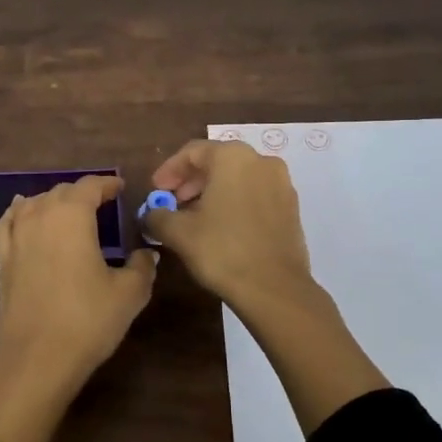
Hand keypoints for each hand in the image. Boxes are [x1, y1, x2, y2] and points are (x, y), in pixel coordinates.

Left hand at [0, 175, 157, 441]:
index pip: (90, 186)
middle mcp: (40, 216)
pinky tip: (23, 215)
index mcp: (72, 215)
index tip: (120, 188)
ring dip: (53, 201)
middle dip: (82, 193)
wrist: (38, 357)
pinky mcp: (2, 259)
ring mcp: (16, 236)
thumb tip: (147, 254)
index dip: (107, 184)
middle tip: (101, 204)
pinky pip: (8, 223)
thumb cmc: (88, 319)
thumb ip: (141, 267)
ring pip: (33, 203)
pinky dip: (19, 214)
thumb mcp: (129, 293)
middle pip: (61, 192)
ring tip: (68, 211)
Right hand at [146, 139, 386, 434]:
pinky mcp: (291, 208)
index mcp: (233, 157)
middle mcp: (261, 161)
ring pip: (238, 179)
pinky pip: (255, 195)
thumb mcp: (178, 232)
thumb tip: (150, 214)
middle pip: (217, 162)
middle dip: (190, 181)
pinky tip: (220, 228)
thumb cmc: (222, 250)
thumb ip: (157, 216)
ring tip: (193, 218)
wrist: (275, 289)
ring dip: (212, 193)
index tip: (155, 190)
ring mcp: (281, 184)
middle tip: (171, 203)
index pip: (192, 152)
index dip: (168, 170)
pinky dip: (234, 203)